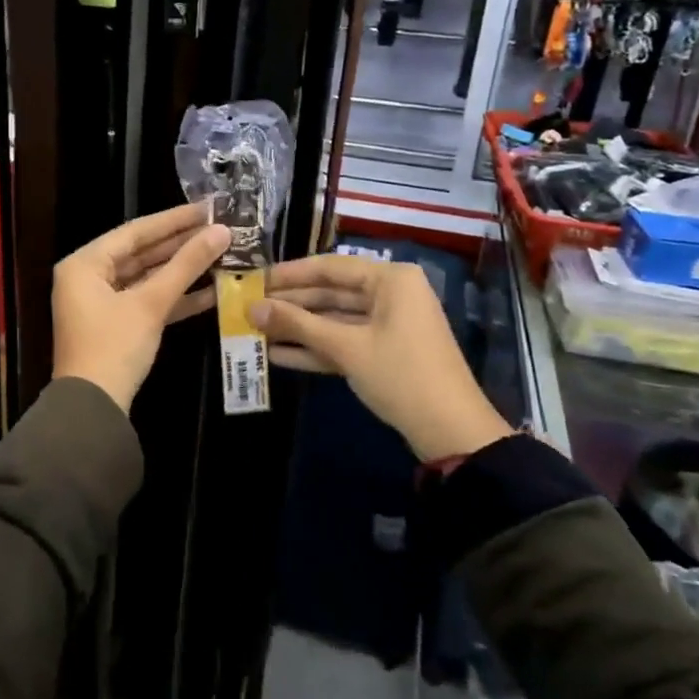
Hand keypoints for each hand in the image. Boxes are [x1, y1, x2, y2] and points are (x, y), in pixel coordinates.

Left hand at [53, 204, 230, 412]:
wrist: (93, 409)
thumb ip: (186, 265)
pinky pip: (147, 301)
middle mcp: (87, 278)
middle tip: (219, 229)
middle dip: (180, 244)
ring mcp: (101, 303)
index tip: (207, 208)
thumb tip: (222, 232)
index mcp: (84, 264)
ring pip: (146, 278)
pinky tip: (211, 290)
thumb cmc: (114, 347)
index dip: (173, 219)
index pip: (134, 232)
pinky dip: (174, 297)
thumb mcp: (151, 304)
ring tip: (221, 254)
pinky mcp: (116, 325)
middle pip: (140, 253)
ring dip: (181, 271)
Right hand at [250, 257, 513, 463]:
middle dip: (290, 304)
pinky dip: (314, 348)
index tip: (255, 279)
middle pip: (330, 293)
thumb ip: (297, 324)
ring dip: (297, 328)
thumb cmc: (400, 375)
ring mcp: (388, 324)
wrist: (450, 432)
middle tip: (248, 307)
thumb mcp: (346, 347)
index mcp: (390, 280)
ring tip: (255, 331)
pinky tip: (277, 354)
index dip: (290, 274)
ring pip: (334, 319)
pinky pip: (343, 342)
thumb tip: (251, 309)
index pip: (330, 267)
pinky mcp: (383, 352)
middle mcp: (390, 294)